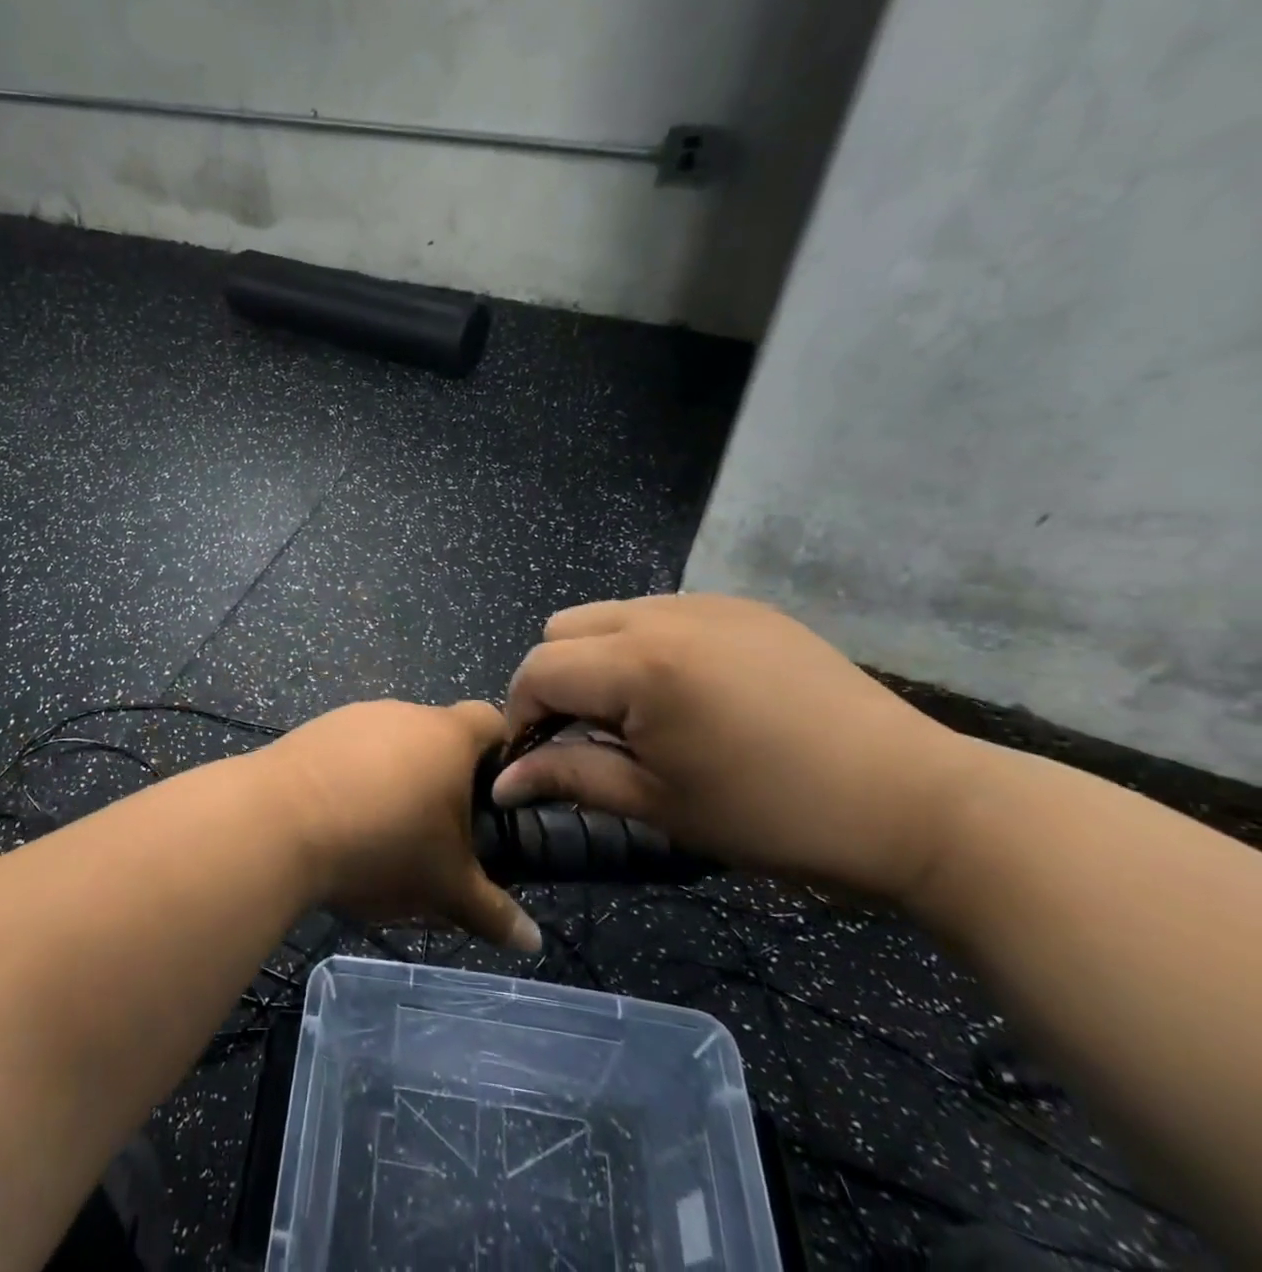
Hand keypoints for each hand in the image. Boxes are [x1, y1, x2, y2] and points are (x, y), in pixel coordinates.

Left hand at [266, 700, 541, 951]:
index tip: (497, 799)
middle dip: (446, 779)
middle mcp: (403, 712)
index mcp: (447, 735)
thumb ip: (492, 912)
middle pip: (439, 735)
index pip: (492, 721)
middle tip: (442, 832)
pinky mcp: (316, 729)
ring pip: (392, 744)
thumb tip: (533, 942)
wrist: (277, 822)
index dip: (503, 754)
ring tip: (385, 832)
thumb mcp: (444, 888)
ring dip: (397, 778)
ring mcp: (355, 716)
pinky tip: (341, 818)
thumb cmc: (380, 846)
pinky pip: (351, 749)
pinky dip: (356, 776)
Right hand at [495, 595, 975, 904]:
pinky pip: (661, 613)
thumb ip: (569, 779)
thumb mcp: (659, 803)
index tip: (541, 757)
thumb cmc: (774, 815)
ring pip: (608, 615)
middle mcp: (662, 613)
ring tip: (642, 714)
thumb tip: (503, 781)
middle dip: (557, 680)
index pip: (538, 669)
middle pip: (562, 629)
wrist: (915, 801)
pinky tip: (691, 694)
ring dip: (599, 659)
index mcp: (639, 663)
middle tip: (593, 735)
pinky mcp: (742, 606)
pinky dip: (647, 647)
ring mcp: (705, 602)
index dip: (524, 714)